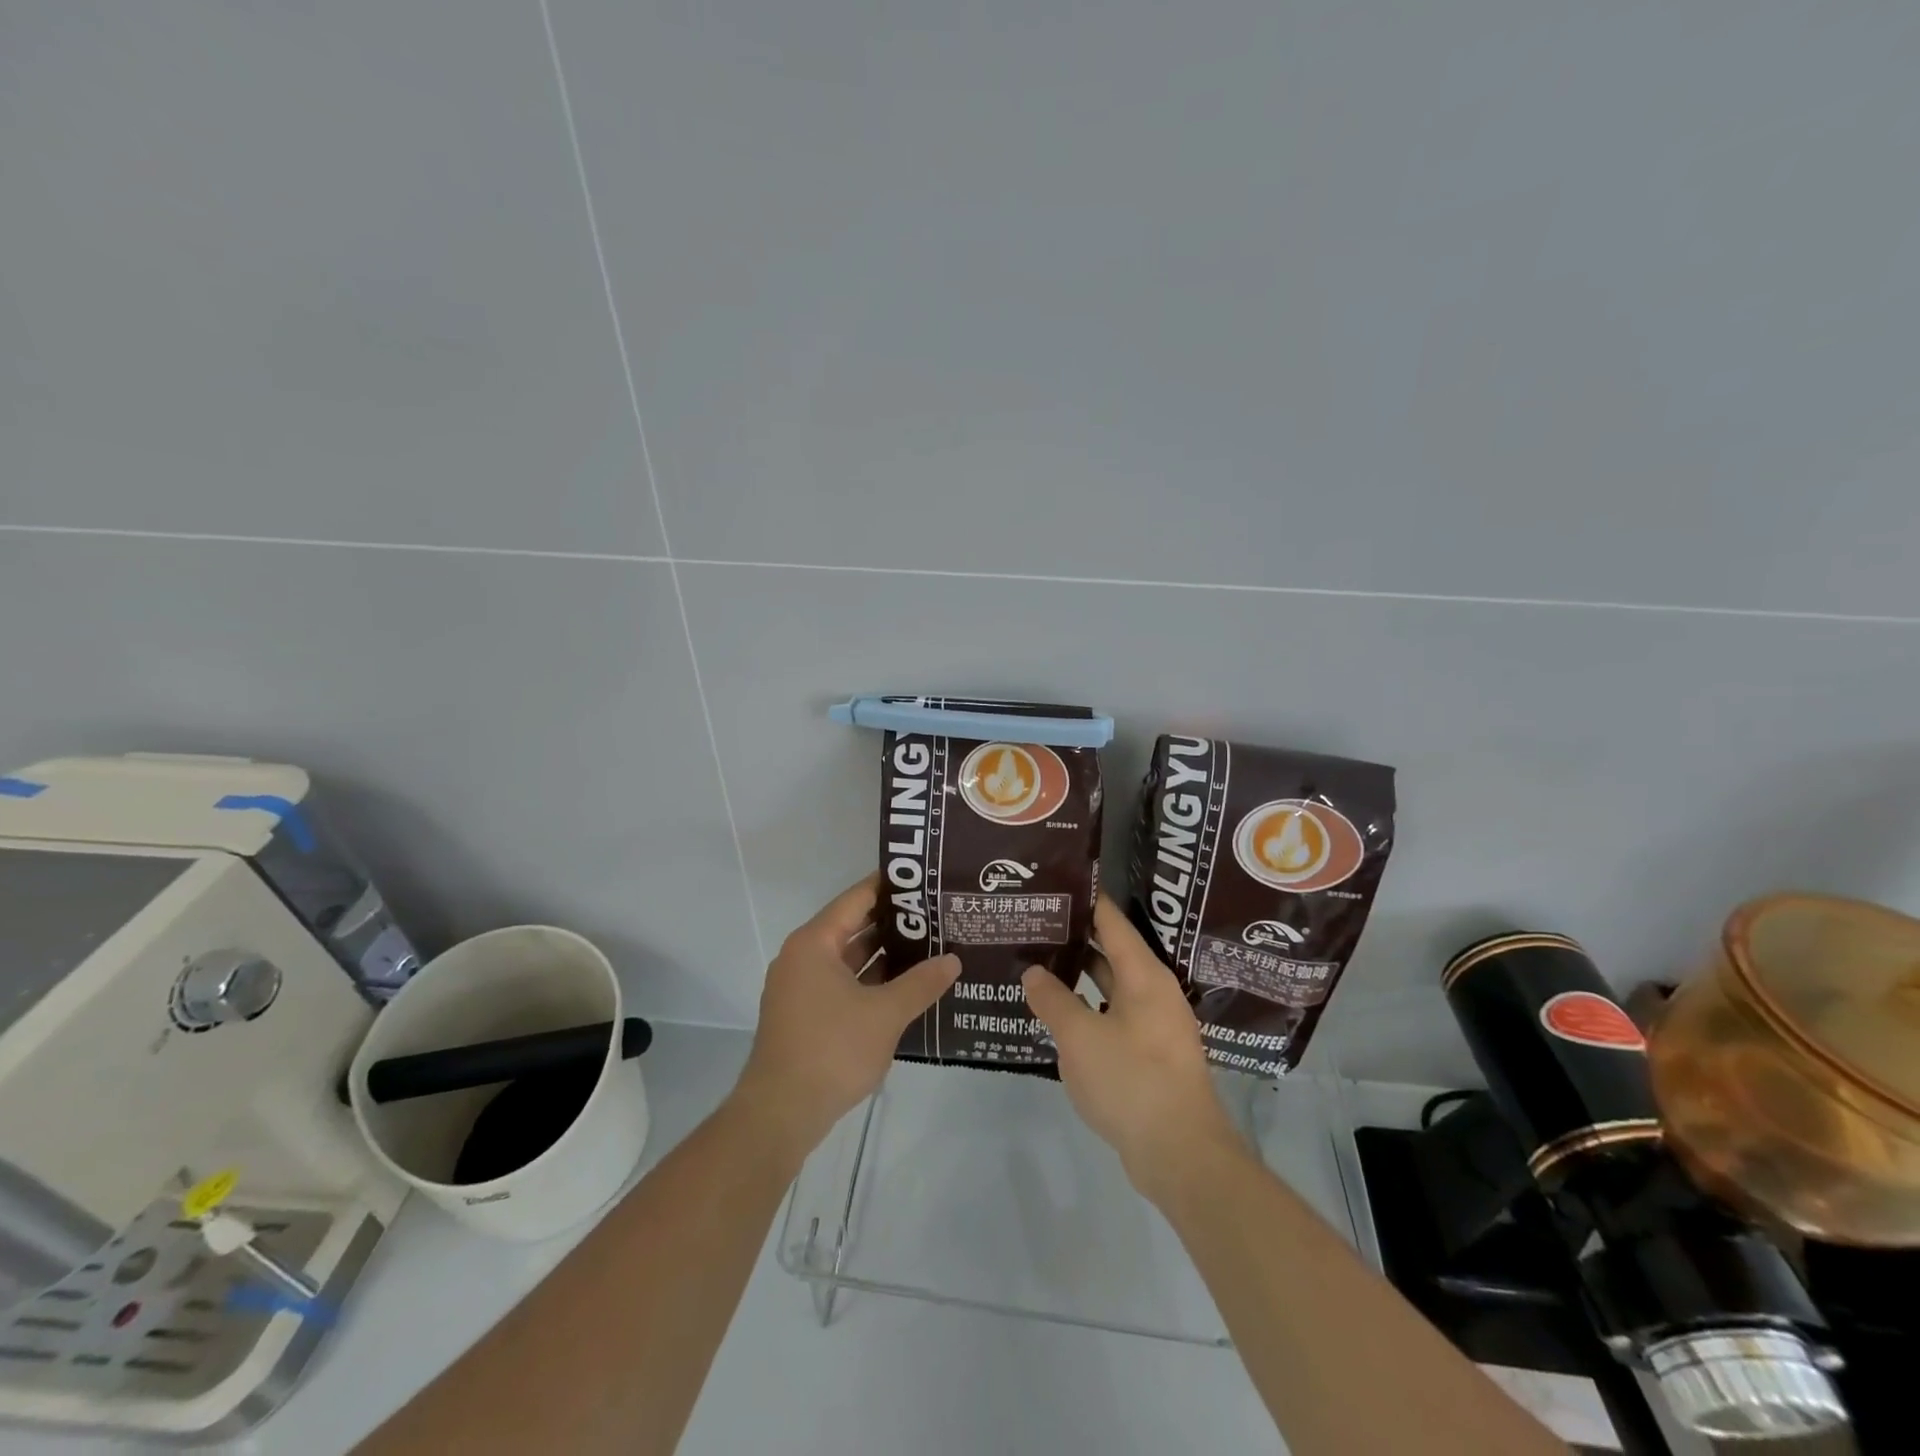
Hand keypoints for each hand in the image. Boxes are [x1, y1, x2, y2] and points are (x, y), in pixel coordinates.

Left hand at [733, 876, 958, 1162]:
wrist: (780, 1113)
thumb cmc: (832, 1050)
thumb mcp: (885, 1014)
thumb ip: (921, 983)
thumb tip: (953, 960)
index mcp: (815, 943)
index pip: (857, 898)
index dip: (891, 887)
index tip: (924, 879)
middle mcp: (803, 957)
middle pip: (853, 926)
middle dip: (894, 923)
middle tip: (937, 914)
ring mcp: (801, 988)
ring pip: (849, 958)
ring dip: (885, 954)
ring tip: (930, 946)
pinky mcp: (805, 1015)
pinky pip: (843, 984)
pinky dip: (871, 981)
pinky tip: (905, 987)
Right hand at [1022, 897, 1243, 1203]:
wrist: (1180, 1154)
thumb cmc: (1131, 1082)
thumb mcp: (1080, 1037)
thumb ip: (1053, 1000)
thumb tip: (1033, 972)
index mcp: (1144, 975)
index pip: (1111, 920)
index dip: (1084, 900)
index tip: (1053, 886)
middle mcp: (1154, 991)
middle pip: (1112, 950)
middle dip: (1075, 937)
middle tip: (1034, 924)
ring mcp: (1155, 1024)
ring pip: (1112, 985)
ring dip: (1080, 975)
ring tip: (1039, 963)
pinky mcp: (1150, 1054)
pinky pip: (1114, 1015)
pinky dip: (1088, 1007)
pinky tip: (1059, 1013)